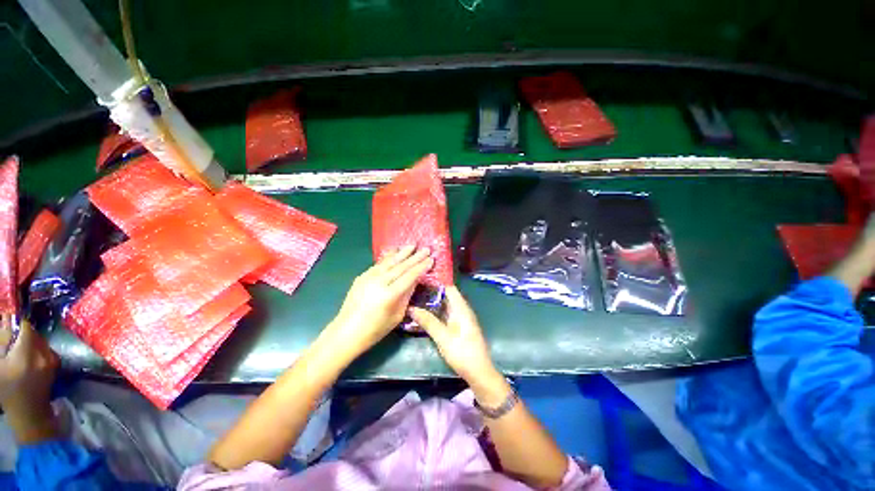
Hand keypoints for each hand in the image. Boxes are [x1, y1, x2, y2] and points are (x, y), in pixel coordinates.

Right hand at [0, 320, 58, 443]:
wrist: (29, 412)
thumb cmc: (9, 390)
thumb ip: (3, 342)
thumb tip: (6, 321)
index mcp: (28, 351)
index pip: (26, 327)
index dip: (18, 324)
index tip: (10, 324)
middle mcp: (43, 352)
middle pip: (35, 333)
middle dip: (24, 334)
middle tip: (12, 340)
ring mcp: (52, 359)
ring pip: (42, 341)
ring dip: (31, 342)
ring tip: (20, 351)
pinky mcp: (55, 366)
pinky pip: (46, 350)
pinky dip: (38, 350)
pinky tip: (29, 359)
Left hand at [321, 246, 433, 361]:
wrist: (346, 332)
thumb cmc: (375, 329)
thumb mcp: (397, 315)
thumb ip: (406, 295)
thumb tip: (415, 280)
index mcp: (390, 294)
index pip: (410, 276)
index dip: (421, 267)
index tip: (431, 259)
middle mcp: (379, 282)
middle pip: (401, 266)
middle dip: (415, 257)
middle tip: (426, 248)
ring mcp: (368, 277)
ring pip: (389, 262)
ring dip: (402, 253)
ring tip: (412, 245)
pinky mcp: (362, 276)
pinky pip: (378, 264)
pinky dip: (388, 257)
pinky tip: (394, 252)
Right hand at [409, 286, 502, 390]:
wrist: (479, 372)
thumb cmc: (462, 352)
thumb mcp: (442, 337)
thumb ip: (428, 321)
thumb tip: (411, 308)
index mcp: (461, 307)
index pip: (449, 287)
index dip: (436, 280)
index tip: (421, 277)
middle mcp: (462, 309)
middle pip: (447, 294)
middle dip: (432, 290)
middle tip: (414, 287)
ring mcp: (462, 317)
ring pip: (446, 303)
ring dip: (433, 300)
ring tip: (416, 297)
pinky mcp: (460, 325)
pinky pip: (447, 312)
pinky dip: (437, 310)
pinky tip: (426, 312)